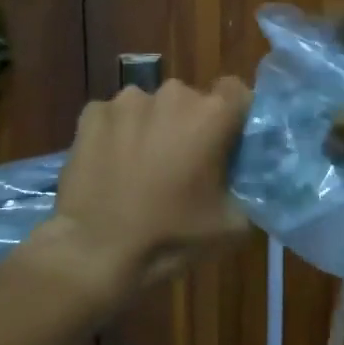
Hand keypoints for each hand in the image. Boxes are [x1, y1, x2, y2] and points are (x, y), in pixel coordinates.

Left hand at [48, 78, 252, 300]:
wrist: (94, 252)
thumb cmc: (170, 236)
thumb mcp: (233, 225)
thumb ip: (250, 191)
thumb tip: (251, 181)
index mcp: (211, 114)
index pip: (237, 92)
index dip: (235, 117)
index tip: (229, 144)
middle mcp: (172, 94)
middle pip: (192, 101)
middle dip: (191, 125)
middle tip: (184, 164)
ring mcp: (127, 101)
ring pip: (152, 107)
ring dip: (153, 127)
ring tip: (142, 166)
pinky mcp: (92, 113)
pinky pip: (115, 117)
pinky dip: (118, 134)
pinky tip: (111, 166)